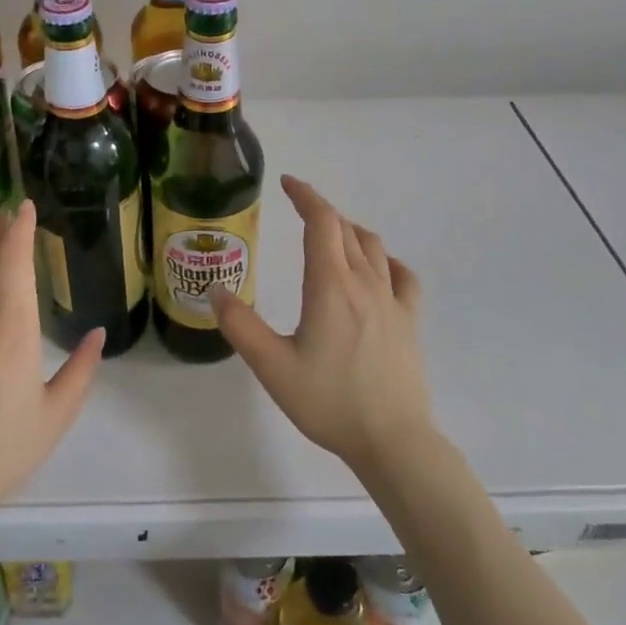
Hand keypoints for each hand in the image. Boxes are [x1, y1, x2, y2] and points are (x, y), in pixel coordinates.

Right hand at [211, 175, 432, 475]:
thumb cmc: (329, 402)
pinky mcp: (410, 320)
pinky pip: (402, 275)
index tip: (287, 183)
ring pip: (373, 246)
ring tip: (330, 235)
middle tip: (298, 210)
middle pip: (345, 229)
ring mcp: (393, 300)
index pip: (322, 222)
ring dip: (349, 231)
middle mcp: (364, 282)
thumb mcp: (272, 367)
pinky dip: (385, 260)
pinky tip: (377, 270)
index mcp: (330, 286)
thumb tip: (215, 289)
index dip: (305, 196)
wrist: (393, 441)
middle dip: (321, 211)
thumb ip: (240, 326)